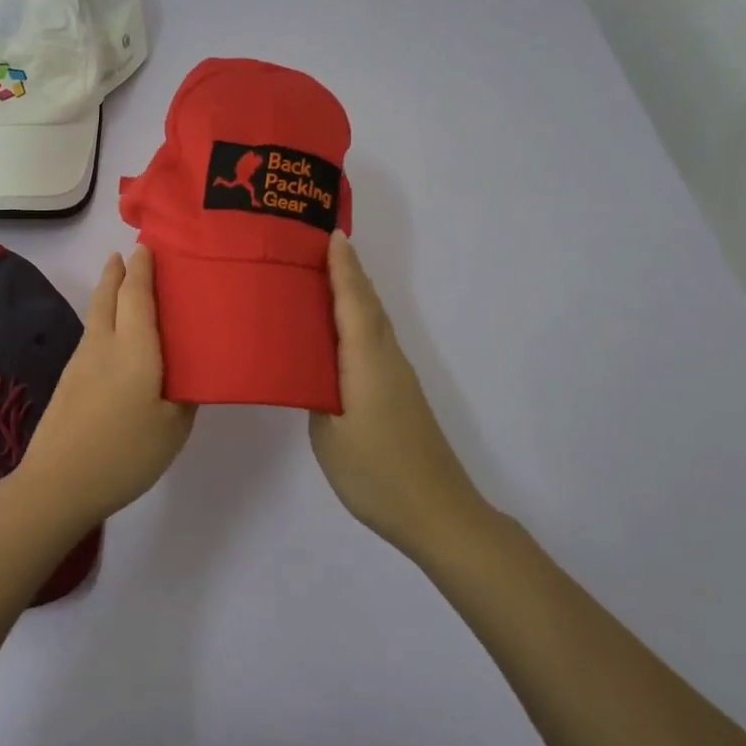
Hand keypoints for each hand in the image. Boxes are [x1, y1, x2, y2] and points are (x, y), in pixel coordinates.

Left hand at [15, 246, 195, 527]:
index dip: (142, 267)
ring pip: (96, 315)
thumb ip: (185, 395)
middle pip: (107, 295)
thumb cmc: (125, 452)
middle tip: (126, 254)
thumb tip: (189, 374)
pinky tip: (112, 337)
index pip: (136, 293)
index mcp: (134, 347)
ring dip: (107, 292)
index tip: (147, 245)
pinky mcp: (69, 381)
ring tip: (121, 285)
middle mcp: (103, 344)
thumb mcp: (173, 428)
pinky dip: (103, 320)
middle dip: (117, 271)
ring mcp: (81, 362)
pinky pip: (91, 336)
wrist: (58, 483)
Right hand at [309, 232, 491, 557]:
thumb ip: (315, 392)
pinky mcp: (398, 395)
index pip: (353, 301)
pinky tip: (337, 334)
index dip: (342, 267)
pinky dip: (357, 322)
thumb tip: (308, 369)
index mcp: (367, 361)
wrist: (437, 513)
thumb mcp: (328, 433)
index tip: (329, 233)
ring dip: (352, 295)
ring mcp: (396, 377)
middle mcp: (386, 359)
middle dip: (346, 272)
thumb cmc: (376, 473)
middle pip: (368, 304)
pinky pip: (374, 342)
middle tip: (314, 247)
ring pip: (373, 323)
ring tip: (320, 279)